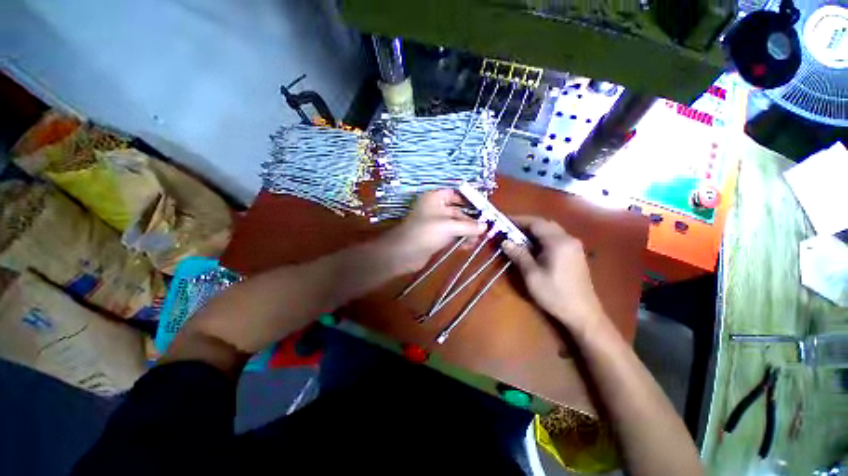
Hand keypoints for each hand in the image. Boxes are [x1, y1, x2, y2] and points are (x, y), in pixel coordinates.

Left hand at [381, 189, 485, 274]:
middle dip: (470, 221)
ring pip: (455, 224)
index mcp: (435, 198)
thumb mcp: (449, 226)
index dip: (469, 200)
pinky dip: (459, 238)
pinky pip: (450, 234)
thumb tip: (485, 227)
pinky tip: (467, 246)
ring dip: (466, 232)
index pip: (455, 194)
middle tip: (483, 230)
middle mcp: (435, 208)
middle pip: (457, 211)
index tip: (483, 209)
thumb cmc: (426, 232)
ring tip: (476, 241)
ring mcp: (435, 223)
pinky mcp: (435, 236)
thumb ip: (468, 226)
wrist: (404, 253)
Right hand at [502, 216, 605, 336]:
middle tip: (510, 230)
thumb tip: (505, 241)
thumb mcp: (532, 275)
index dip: (519, 220)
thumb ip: (519, 255)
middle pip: (545, 224)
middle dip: (527, 225)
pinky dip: (543, 239)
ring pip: (552, 231)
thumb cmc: (555, 294)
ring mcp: (574, 247)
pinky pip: (557, 239)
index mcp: (558, 242)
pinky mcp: (576, 254)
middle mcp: (569, 239)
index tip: (505, 221)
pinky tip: (534, 248)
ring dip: (535, 232)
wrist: (583, 314)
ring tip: (519, 238)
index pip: (536, 223)